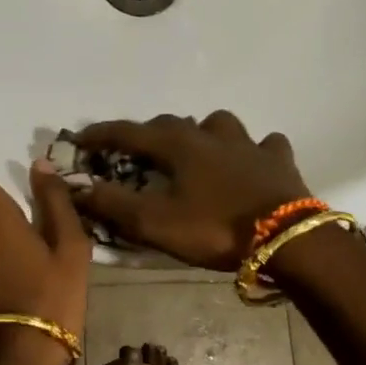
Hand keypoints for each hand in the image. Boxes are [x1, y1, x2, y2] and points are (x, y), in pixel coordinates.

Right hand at [71, 111, 312, 269]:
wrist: (288, 240)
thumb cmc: (216, 228)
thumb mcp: (156, 223)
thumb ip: (113, 204)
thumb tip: (76, 187)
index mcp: (178, 145)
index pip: (128, 132)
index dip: (101, 134)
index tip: (79, 139)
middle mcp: (210, 134)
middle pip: (170, 124)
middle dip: (148, 135)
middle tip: (136, 154)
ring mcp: (248, 143)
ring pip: (217, 125)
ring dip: (200, 133)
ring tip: (195, 153)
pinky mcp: (278, 160)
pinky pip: (264, 144)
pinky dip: (252, 149)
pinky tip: (250, 161)